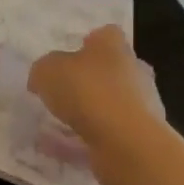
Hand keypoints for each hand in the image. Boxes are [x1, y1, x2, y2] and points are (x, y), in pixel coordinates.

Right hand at [29, 26, 167, 151]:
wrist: (126, 142)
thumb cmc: (87, 91)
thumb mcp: (47, 71)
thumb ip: (43, 70)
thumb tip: (42, 79)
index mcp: (113, 47)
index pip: (105, 35)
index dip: (88, 43)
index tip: (69, 56)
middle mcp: (133, 71)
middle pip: (111, 69)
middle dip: (89, 79)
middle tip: (62, 91)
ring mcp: (141, 106)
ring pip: (109, 104)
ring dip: (87, 112)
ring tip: (55, 124)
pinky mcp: (139, 137)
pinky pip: (104, 135)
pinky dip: (82, 140)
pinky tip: (57, 149)